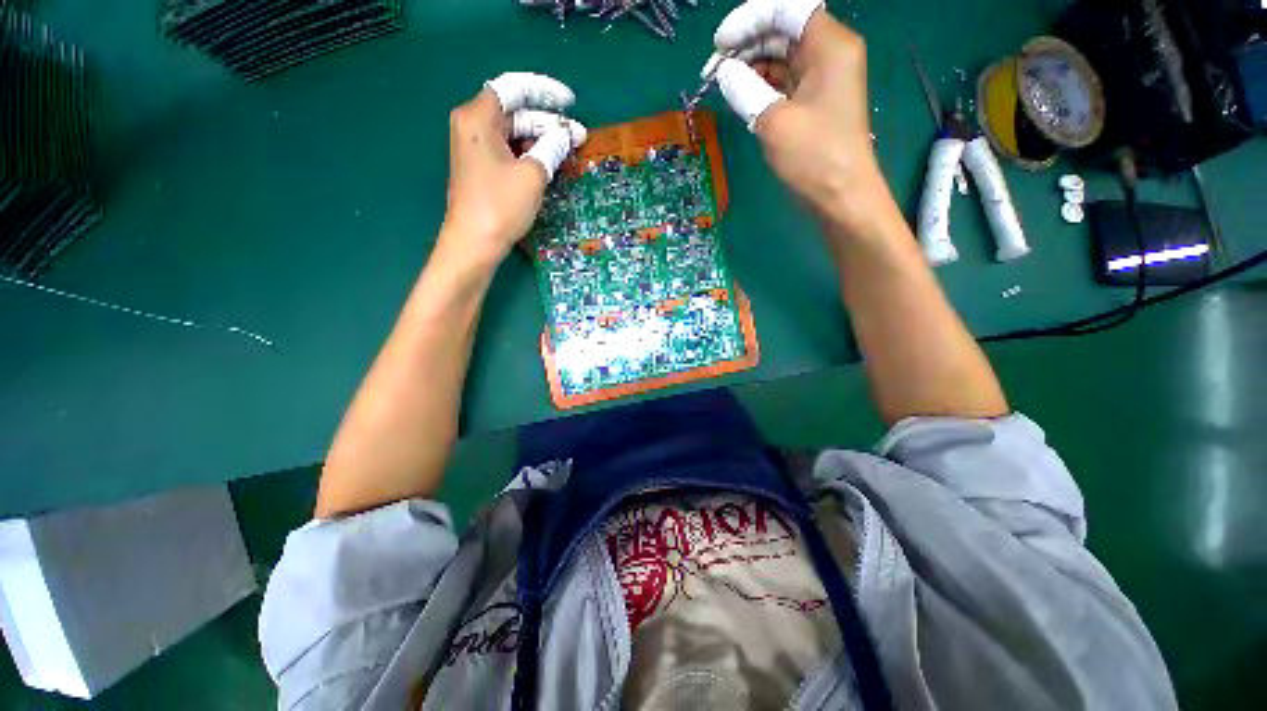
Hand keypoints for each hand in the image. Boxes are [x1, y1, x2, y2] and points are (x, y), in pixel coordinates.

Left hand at [441, 72, 586, 263]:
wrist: (474, 244)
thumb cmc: (501, 205)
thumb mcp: (532, 174)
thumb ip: (552, 147)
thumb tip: (568, 134)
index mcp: (478, 117)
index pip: (514, 88)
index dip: (544, 91)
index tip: (570, 103)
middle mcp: (473, 126)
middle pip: (515, 112)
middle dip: (547, 122)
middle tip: (577, 136)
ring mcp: (476, 149)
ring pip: (514, 133)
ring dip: (541, 140)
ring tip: (568, 150)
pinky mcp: (482, 168)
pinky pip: (509, 151)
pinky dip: (530, 154)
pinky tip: (550, 162)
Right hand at [704, 0, 883, 228]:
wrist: (841, 196)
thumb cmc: (814, 157)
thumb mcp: (774, 121)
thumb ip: (746, 90)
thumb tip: (724, 72)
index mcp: (829, 45)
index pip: (787, 9)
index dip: (750, 19)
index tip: (720, 44)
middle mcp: (829, 53)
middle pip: (783, 30)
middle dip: (747, 44)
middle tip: (714, 70)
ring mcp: (822, 78)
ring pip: (781, 57)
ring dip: (751, 66)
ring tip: (723, 84)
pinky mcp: (814, 101)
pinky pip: (784, 81)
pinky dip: (762, 85)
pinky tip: (742, 97)